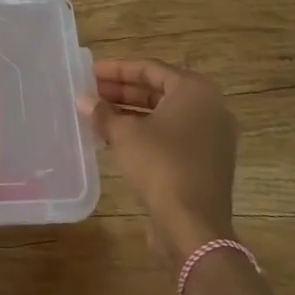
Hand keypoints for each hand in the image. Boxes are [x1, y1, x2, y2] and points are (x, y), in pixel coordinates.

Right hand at [85, 58, 237, 270]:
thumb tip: (83, 101)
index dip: (116, 69)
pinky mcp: (206, 162)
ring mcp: (212, 137)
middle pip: (159, 90)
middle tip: (91, 92)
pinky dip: (146, 132)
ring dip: (131, 112)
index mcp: (195, 91)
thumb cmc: (160, 165)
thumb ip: (103, 113)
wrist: (193, 226)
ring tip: (98, 114)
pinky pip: (172, 136)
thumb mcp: (125, 134)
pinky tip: (116, 138)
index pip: (150, 68)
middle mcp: (210, 108)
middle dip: (122, 91)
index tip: (89, 72)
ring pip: (165, 114)